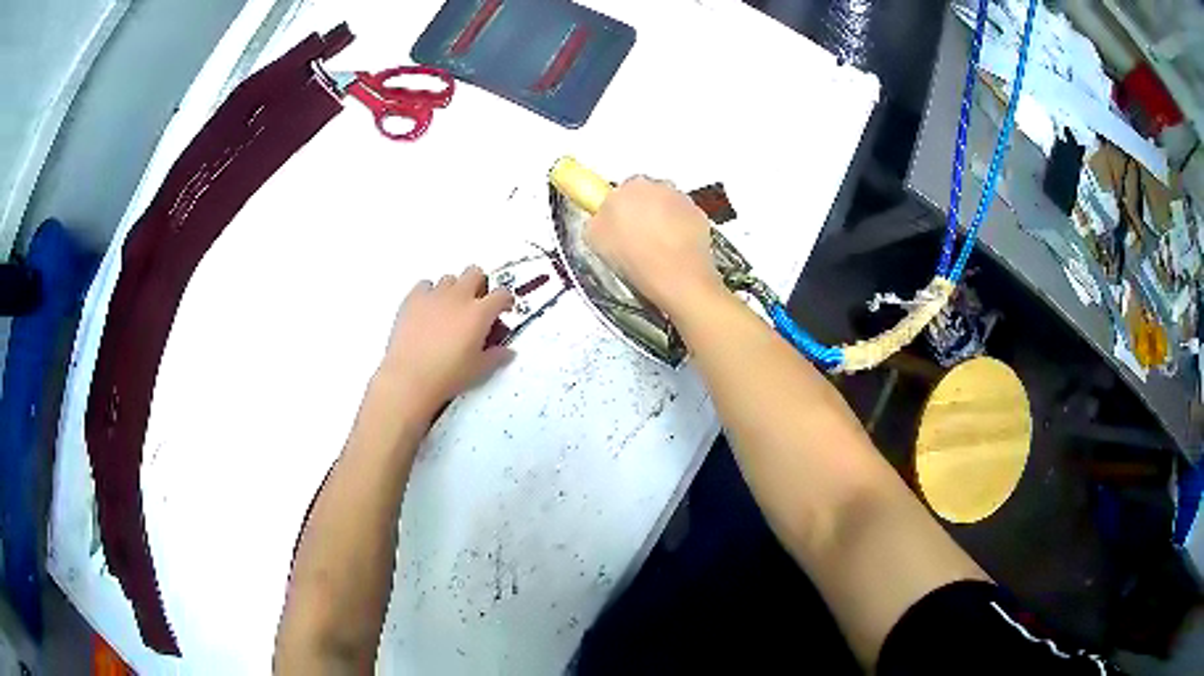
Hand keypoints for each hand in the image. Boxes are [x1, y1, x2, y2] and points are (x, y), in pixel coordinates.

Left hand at [375, 266, 513, 423]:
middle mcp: (458, 297)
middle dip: (480, 285)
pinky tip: (428, 309)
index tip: (503, 309)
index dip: (505, 300)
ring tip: (451, 309)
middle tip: (477, 304)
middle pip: (475, 273)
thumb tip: (506, 352)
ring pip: (450, 278)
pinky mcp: (413, 299)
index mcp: (479, 313)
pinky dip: (429, 293)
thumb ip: (496, 356)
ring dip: (454, 289)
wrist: (410, 378)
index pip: (501, 294)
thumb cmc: (446, 375)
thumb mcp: (479, 369)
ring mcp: (434, 296)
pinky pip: (425, 285)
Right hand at [585, 177, 724, 317]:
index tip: (616, 226)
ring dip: (661, 220)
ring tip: (654, 249)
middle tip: (633, 239)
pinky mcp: (700, 215)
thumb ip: (596, 220)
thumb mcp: (594, 239)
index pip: (620, 190)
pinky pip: (684, 219)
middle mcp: (658, 185)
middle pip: (645, 195)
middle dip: (640, 212)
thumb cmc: (635, 257)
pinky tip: (673, 251)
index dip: (617, 209)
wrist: (678, 278)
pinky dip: (679, 230)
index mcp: (630, 186)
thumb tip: (600, 219)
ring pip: (667, 205)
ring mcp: (682, 199)